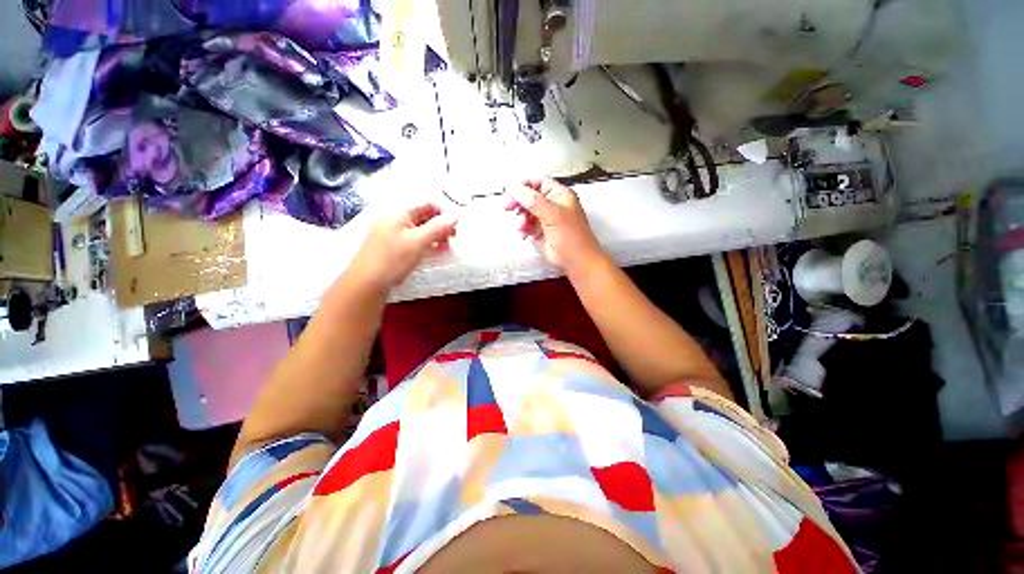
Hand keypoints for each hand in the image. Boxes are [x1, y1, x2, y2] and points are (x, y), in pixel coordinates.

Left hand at [347, 203, 457, 291]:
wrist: (367, 283)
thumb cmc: (393, 259)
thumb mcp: (419, 242)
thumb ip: (438, 228)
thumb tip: (455, 217)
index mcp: (398, 212)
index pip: (426, 204)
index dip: (443, 211)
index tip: (457, 224)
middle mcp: (394, 219)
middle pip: (423, 216)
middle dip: (440, 224)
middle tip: (454, 236)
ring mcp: (392, 233)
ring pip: (419, 229)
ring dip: (434, 235)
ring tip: (447, 245)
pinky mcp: (392, 246)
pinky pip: (413, 239)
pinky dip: (425, 242)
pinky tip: (434, 250)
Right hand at [507, 178, 606, 271]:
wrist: (576, 261)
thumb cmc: (569, 235)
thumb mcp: (552, 214)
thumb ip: (532, 200)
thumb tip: (512, 186)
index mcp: (559, 195)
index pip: (538, 183)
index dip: (524, 185)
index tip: (510, 192)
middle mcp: (552, 205)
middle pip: (529, 197)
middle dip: (518, 202)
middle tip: (507, 207)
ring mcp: (545, 219)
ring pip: (526, 212)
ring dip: (520, 218)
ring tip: (522, 226)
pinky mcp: (540, 233)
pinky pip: (526, 226)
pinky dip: (522, 229)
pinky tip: (523, 234)